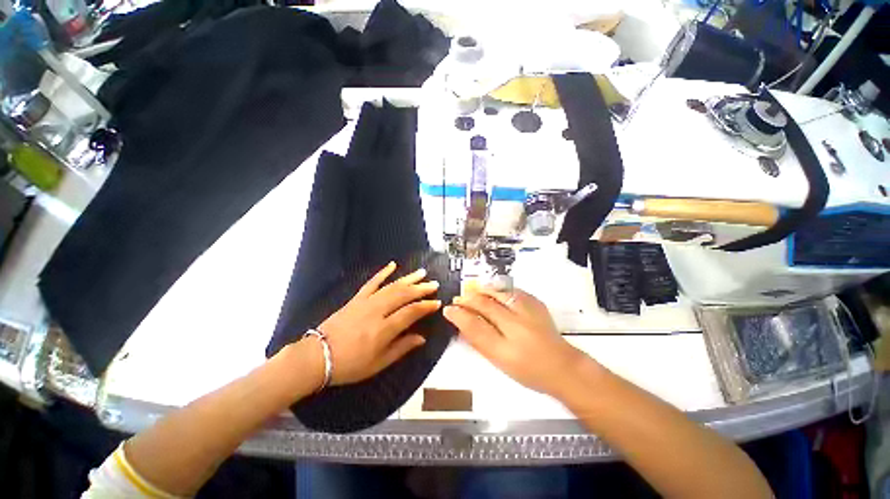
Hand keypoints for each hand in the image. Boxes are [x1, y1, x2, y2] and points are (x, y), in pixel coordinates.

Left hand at [311, 262, 440, 385]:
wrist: (316, 356)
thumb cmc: (350, 365)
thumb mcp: (378, 363)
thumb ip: (401, 348)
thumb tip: (422, 338)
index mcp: (384, 329)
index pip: (411, 312)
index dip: (426, 306)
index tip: (437, 303)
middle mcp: (377, 311)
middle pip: (403, 295)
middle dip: (421, 288)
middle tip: (434, 284)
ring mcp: (366, 302)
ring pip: (392, 286)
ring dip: (408, 278)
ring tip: (422, 273)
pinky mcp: (356, 298)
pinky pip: (371, 282)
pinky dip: (382, 272)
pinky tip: (392, 265)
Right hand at [443, 287, 590, 395]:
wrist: (562, 366)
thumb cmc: (528, 370)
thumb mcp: (500, 361)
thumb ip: (480, 342)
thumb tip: (463, 323)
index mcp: (506, 349)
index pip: (475, 327)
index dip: (459, 316)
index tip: (448, 309)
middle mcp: (517, 328)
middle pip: (486, 306)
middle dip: (468, 299)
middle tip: (458, 298)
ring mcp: (529, 313)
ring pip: (499, 293)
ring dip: (482, 291)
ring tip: (473, 291)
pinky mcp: (537, 304)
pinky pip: (514, 290)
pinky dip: (500, 289)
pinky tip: (494, 290)